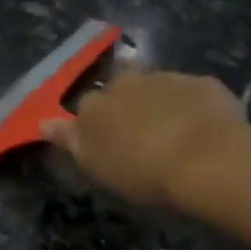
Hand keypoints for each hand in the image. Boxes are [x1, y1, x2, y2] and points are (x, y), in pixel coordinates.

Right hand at [41, 69, 250, 207]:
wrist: (208, 160)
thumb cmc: (141, 171)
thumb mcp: (95, 165)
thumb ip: (68, 140)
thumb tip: (42, 122)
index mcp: (95, 104)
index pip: (86, 107)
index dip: (95, 125)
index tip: (107, 145)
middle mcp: (126, 82)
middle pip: (121, 90)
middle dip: (127, 106)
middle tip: (141, 137)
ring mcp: (167, 78)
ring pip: (157, 88)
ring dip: (160, 104)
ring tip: (175, 135)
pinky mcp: (205, 84)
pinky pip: (193, 93)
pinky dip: (193, 106)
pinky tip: (203, 130)